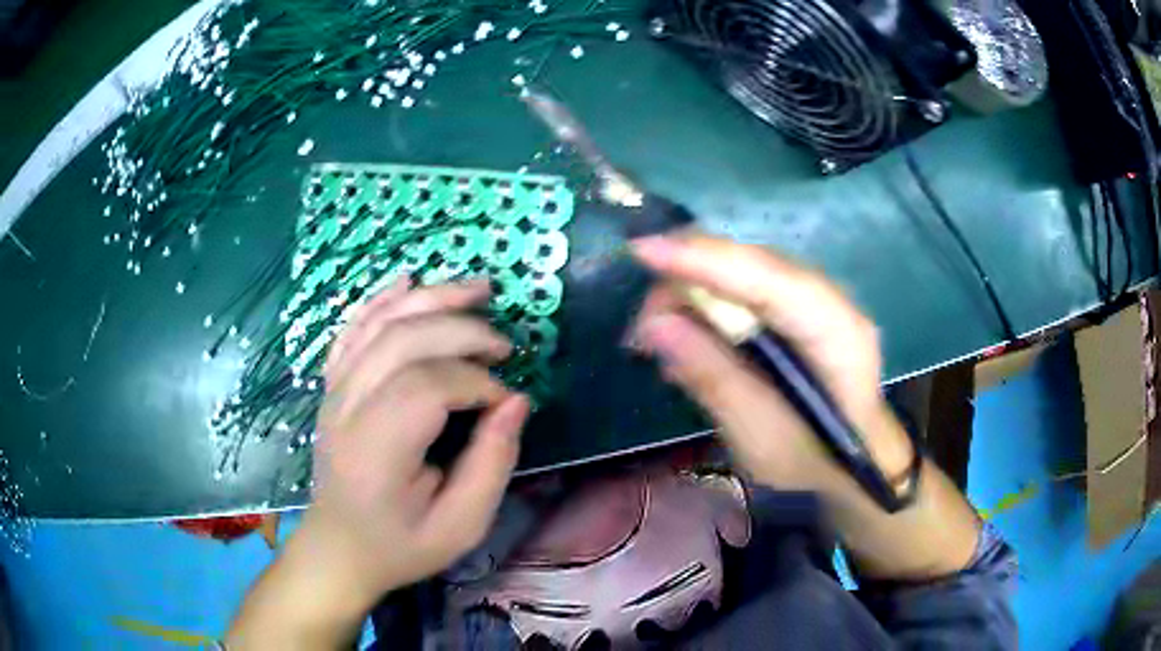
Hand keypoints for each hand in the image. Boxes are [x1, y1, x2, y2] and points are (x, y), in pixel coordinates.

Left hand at [304, 277, 529, 603]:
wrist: (340, 547)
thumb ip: (492, 464)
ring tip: (477, 288)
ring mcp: (334, 392)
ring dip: (430, 298)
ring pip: (379, 324)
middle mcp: (347, 410)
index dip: (476, 382)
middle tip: (505, 344)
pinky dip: (381, 300)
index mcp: (377, 451)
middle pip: (403, 341)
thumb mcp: (462, 526)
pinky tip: (408, 280)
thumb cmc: (401, 544)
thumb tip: (515, 402)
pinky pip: (353, 329)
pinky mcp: (332, 386)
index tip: (506, 400)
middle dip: (461, 330)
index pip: (427, 387)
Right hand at [629, 234, 912, 497]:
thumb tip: (656, 326)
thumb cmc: (814, 460)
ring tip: (657, 334)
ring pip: (745, 271)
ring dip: (694, 291)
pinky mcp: (800, 306)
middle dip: (688, 279)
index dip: (707, 262)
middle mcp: (831, 300)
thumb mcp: (760, 437)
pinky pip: (748, 287)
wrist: (856, 461)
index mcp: (836, 334)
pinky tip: (689, 331)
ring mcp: (818, 299)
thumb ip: (714, 378)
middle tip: (642, 327)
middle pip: (752, 265)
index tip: (643, 251)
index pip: (770, 281)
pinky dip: (710, 302)